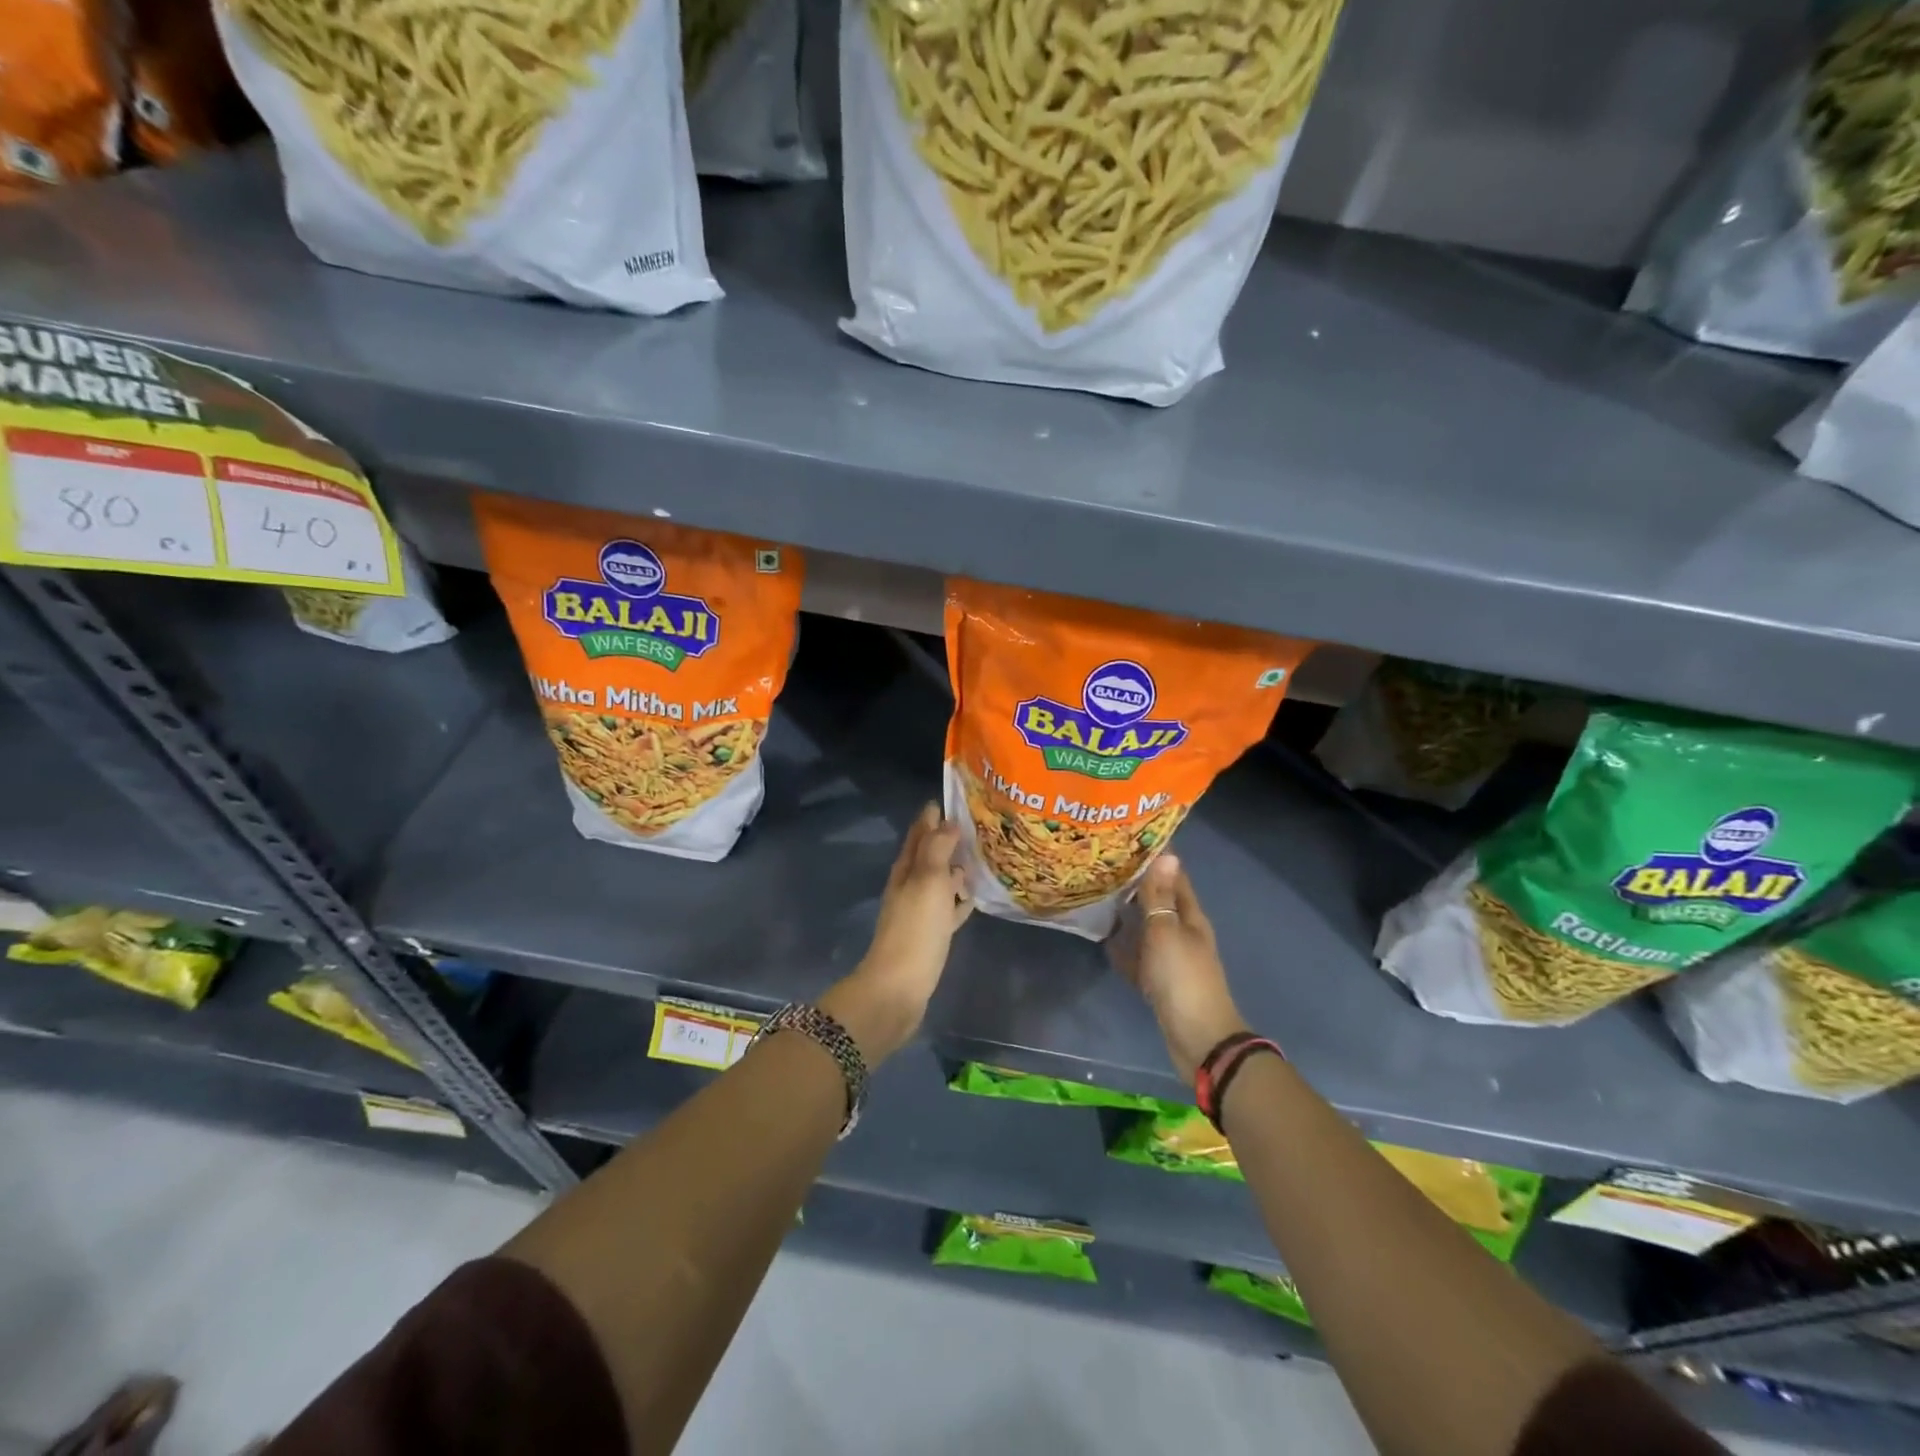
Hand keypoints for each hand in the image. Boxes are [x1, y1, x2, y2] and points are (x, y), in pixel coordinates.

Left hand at [821, 804, 972, 1063]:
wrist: (899, 987)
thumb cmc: (915, 929)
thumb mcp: (927, 881)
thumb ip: (937, 849)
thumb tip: (946, 821)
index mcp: (907, 869)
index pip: (919, 833)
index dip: (932, 816)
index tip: (952, 798)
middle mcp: (910, 885)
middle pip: (929, 855)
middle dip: (947, 838)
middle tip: (976, 824)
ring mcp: (920, 911)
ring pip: (940, 881)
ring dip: (956, 868)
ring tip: (981, 856)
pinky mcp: (931, 934)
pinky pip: (948, 908)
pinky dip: (959, 899)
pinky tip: (974, 897)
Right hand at [1109, 855, 1247, 1082]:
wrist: (1198, 1038)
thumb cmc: (1182, 978)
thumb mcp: (1166, 932)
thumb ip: (1161, 897)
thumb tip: (1167, 855)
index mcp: (1191, 918)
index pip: (1176, 879)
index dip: (1158, 860)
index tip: (1131, 839)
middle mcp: (1183, 934)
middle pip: (1160, 903)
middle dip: (1138, 885)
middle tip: (1106, 865)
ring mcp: (1172, 959)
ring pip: (1147, 929)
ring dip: (1129, 916)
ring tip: (1099, 897)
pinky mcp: (1160, 982)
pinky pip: (1139, 958)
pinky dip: (1124, 949)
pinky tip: (1104, 941)